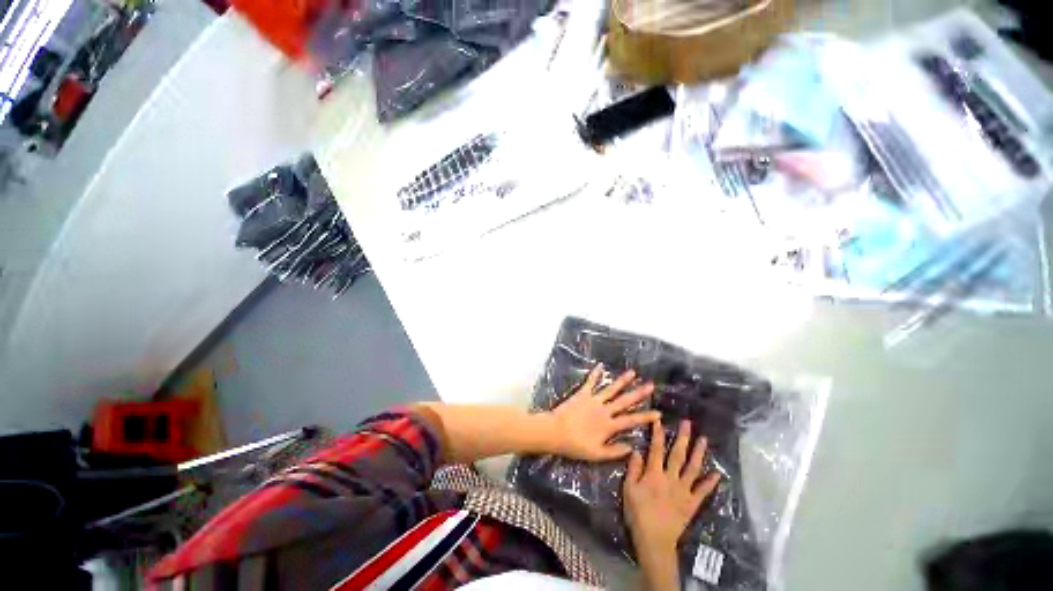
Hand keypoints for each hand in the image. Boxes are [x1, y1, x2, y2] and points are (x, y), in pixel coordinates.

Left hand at [548, 364, 659, 461]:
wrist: (555, 431)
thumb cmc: (575, 445)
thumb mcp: (597, 454)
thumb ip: (615, 451)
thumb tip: (632, 447)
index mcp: (609, 425)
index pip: (631, 421)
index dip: (645, 417)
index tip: (658, 413)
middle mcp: (604, 410)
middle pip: (624, 400)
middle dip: (639, 393)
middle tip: (651, 385)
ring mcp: (593, 399)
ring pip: (611, 388)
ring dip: (622, 381)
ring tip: (633, 372)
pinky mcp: (582, 393)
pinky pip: (590, 381)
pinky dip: (595, 373)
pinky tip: (601, 365)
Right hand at [623, 420, 720, 589]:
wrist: (654, 540)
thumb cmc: (638, 513)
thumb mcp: (628, 489)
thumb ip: (633, 469)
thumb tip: (637, 451)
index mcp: (654, 474)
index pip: (656, 449)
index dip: (657, 433)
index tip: (659, 420)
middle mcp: (671, 478)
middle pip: (678, 454)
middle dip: (683, 438)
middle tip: (688, 423)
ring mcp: (684, 491)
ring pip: (693, 469)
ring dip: (699, 453)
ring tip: (704, 440)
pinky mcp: (692, 504)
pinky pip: (702, 491)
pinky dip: (710, 482)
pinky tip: (717, 474)